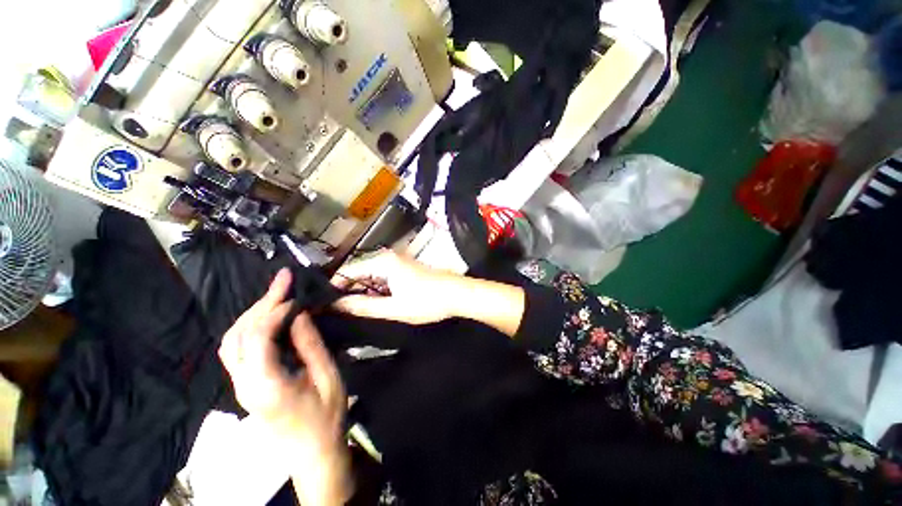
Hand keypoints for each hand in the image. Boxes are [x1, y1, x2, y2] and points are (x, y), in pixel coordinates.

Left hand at [219, 269, 352, 504]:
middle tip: (282, 280)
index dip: (275, 311)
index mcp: (266, 385)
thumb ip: (311, 344)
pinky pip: (237, 351)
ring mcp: (241, 387)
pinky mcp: (245, 387)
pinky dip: (249, 328)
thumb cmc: (326, 416)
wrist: (312, 452)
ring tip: (275, 295)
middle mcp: (244, 385)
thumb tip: (299, 314)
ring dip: (251, 314)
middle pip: (238, 336)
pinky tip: (267, 319)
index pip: (257, 338)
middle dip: (260, 304)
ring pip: (231, 342)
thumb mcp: (327, 377)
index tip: (296, 297)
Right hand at [331, 250, 460, 324]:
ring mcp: (398, 262)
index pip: (348, 270)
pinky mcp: (405, 269)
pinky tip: (374, 303)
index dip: (334, 286)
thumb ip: (364, 306)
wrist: (457, 294)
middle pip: (359, 272)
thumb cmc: (427, 301)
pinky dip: (376, 289)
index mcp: (383, 262)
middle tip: (337, 311)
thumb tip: (337, 304)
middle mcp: (388, 257)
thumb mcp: (394, 308)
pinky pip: (382, 277)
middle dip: (348, 290)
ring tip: (352, 310)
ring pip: (371, 276)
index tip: (323, 303)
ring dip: (362, 291)